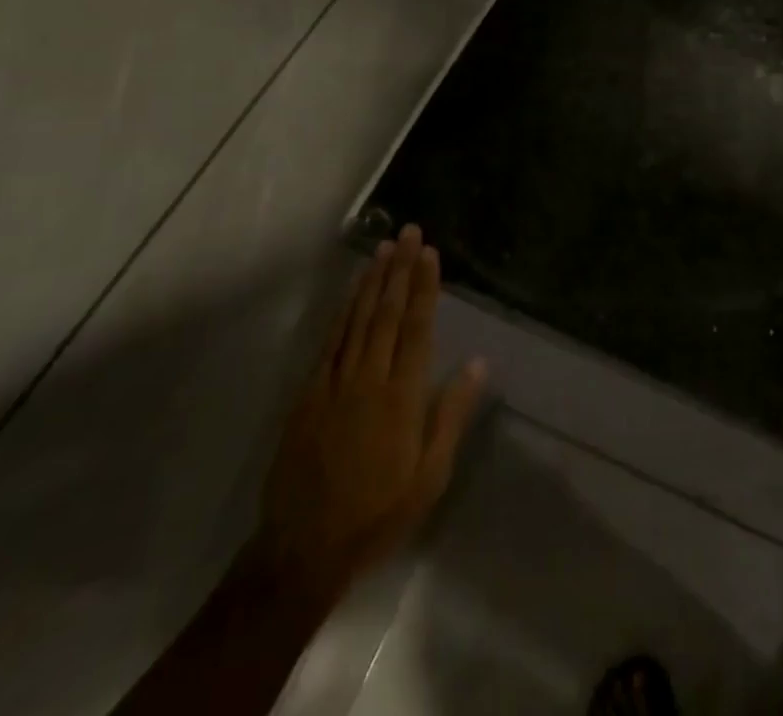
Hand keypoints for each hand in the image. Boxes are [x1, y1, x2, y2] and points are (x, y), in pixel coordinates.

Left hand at [251, 226, 485, 614]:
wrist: (303, 550)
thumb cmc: (378, 514)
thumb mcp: (430, 476)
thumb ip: (451, 414)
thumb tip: (479, 364)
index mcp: (401, 397)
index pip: (416, 328)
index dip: (424, 287)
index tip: (429, 253)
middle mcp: (367, 380)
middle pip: (386, 313)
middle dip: (400, 270)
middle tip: (408, 232)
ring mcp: (333, 385)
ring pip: (356, 320)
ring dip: (372, 281)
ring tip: (384, 249)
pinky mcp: (308, 396)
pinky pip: (329, 342)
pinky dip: (342, 311)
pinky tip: (350, 293)